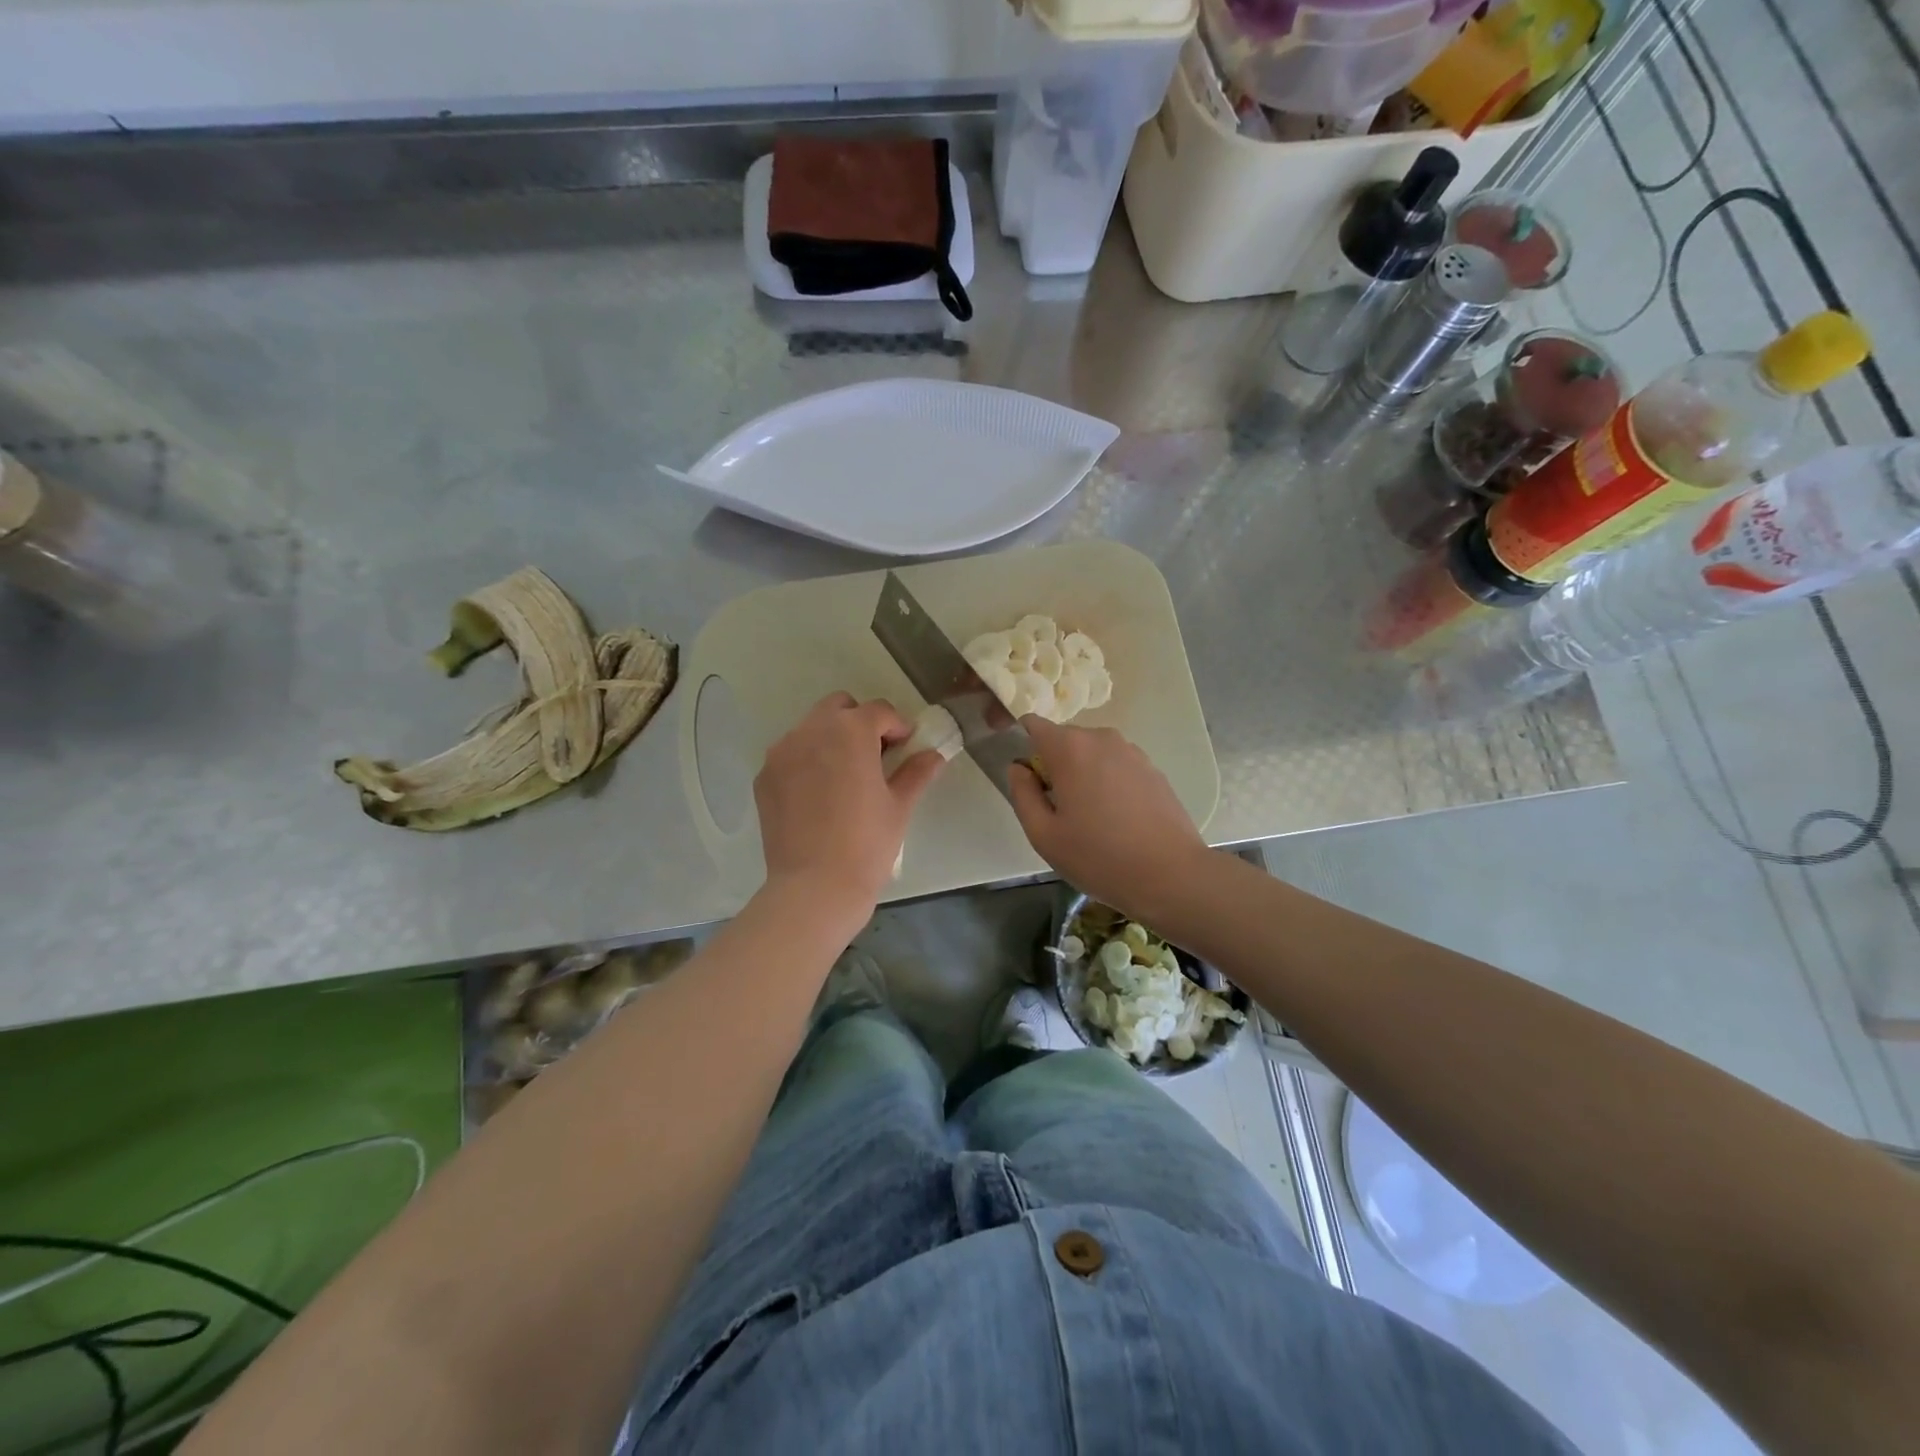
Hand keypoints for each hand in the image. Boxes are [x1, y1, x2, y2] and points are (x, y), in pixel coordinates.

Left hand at [755, 693, 947, 915]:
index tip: (906, 747)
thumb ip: (916, 772)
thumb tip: (934, 756)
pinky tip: (819, 796)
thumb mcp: (899, 806)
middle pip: (839, 708)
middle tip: (875, 756)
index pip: (879, 711)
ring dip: (831, 739)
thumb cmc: (867, 844)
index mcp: (850, 732)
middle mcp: (811, 731)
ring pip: (811, 728)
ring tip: (845, 776)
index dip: (897, 726)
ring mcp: (782, 753)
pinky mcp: (764, 777)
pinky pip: (790, 755)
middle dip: (860, 723)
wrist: (814, 887)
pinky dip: (807, 762)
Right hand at [1006, 716, 1209, 921]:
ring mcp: (1132, 751)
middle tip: (1057, 809)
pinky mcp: (1152, 768)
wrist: (1171, 875)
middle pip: (1063, 740)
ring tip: (1089, 818)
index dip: (1021, 744)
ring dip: (1082, 774)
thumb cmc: (1099, 857)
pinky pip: (1116, 766)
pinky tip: (1117, 820)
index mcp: (1069, 748)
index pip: (1032, 724)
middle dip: (1053, 765)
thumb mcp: (1044, 835)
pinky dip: (1108, 782)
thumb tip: (1018, 769)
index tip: (1025, 778)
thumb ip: (1022, 794)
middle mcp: (1101, 738)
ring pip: (1091, 753)